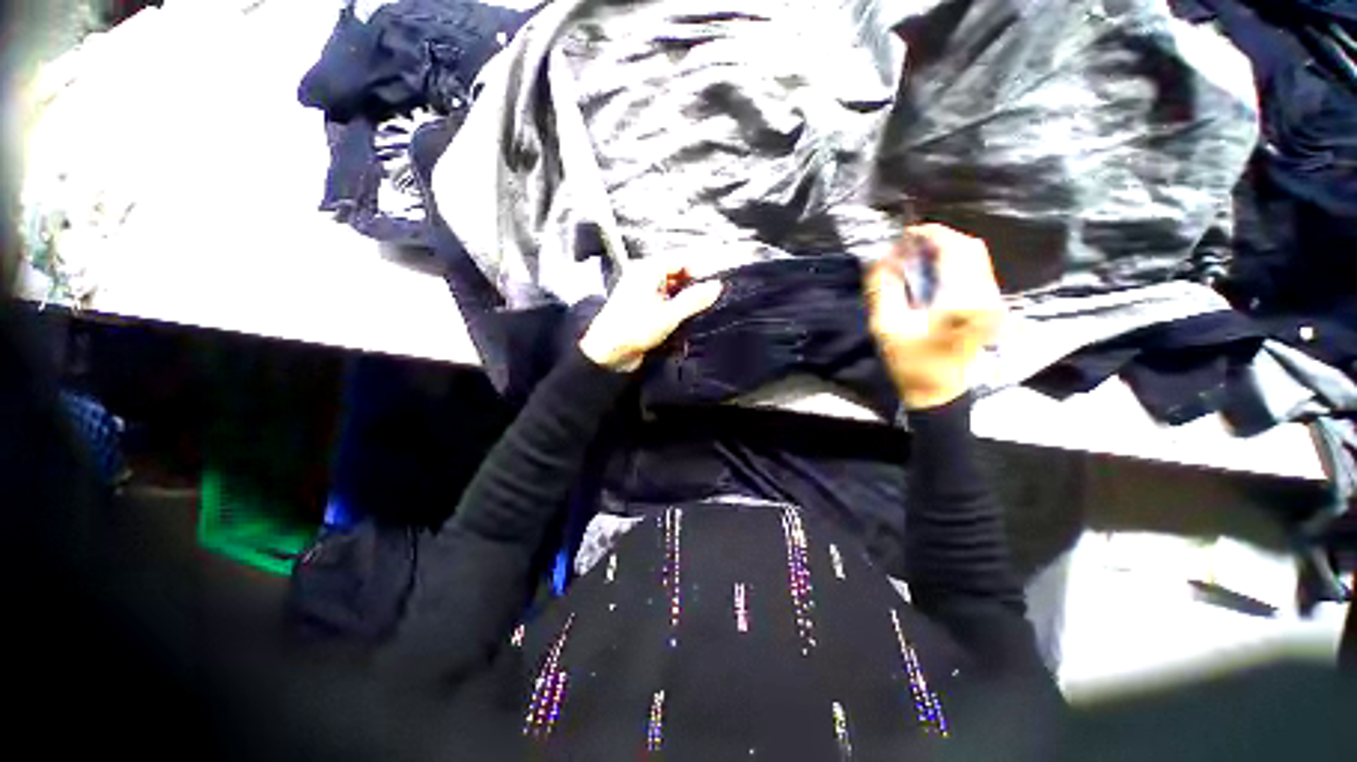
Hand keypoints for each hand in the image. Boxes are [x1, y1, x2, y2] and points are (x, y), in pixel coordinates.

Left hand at [579, 254, 723, 371]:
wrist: (607, 353)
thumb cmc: (635, 329)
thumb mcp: (669, 315)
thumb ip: (694, 299)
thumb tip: (716, 286)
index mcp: (647, 270)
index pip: (680, 260)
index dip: (699, 270)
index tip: (715, 285)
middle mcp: (644, 277)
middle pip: (676, 274)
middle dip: (693, 286)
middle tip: (709, 299)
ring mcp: (642, 293)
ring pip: (672, 289)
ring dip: (685, 299)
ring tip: (699, 310)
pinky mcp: (642, 309)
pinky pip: (665, 302)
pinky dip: (676, 308)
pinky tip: (685, 319)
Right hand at [864, 224, 1002, 408]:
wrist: (937, 391)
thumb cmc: (909, 362)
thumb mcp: (886, 326)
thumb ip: (882, 288)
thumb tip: (882, 258)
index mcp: (961, 300)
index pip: (955, 249)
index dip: (930, 234)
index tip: (905, 234)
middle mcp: (985, 295)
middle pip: (971, 248)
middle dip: (939, 240)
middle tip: (909, 246)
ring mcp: (993, 300)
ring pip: (976, 257)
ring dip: (947, 250)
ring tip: (917, 258)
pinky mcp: (990, 306)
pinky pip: (977, 270)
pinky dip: (954, 263)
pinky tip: (932, 273)